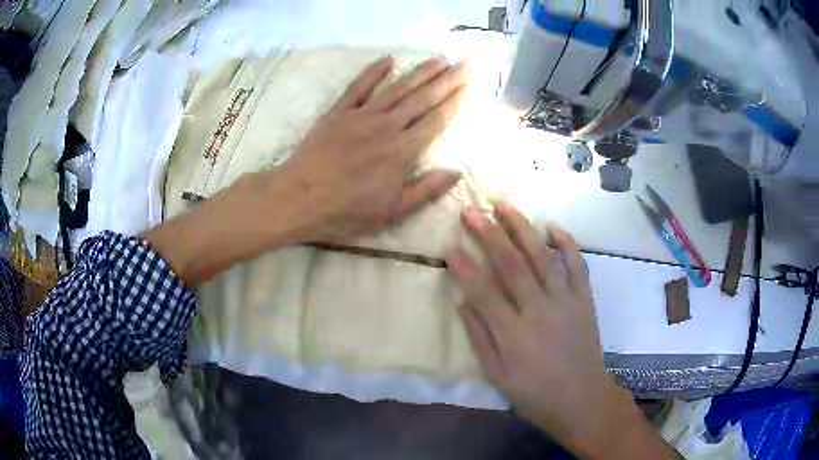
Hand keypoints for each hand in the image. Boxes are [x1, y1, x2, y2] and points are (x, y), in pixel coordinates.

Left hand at [146, 57, 467, 284]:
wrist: (298, 199)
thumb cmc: (345, 212)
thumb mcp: (391, 212)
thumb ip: (425, 191)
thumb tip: (456, 173)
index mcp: (401, 152)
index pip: (435, 120)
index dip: (455, 102)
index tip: (470, 86)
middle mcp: (386, 126)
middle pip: (422, 98)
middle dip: (447, 80)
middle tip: (465, 64)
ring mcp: (361, 116)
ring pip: (397, 88)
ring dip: (420, 72)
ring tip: (439, 60)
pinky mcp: (338, 112)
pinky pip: (359, 87)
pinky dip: (374, 72)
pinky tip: (389, 61)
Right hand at [446, 202, 679, 458]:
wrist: (581, 398)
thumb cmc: (534, 392)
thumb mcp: (497, 375)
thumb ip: (479, 338)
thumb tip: (463, 301)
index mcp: (513, 334)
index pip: (483, 291)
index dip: (464, 267)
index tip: (450, 244)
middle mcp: (539, 311)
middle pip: (512, 265)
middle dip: (489, 235)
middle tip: (471, 212)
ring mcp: (565, 301)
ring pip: (542, 256)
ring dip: (523, 228)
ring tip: (504, 205)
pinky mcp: (584, 299)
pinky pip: (577, 264)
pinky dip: (567, 243)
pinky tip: (552, 227)